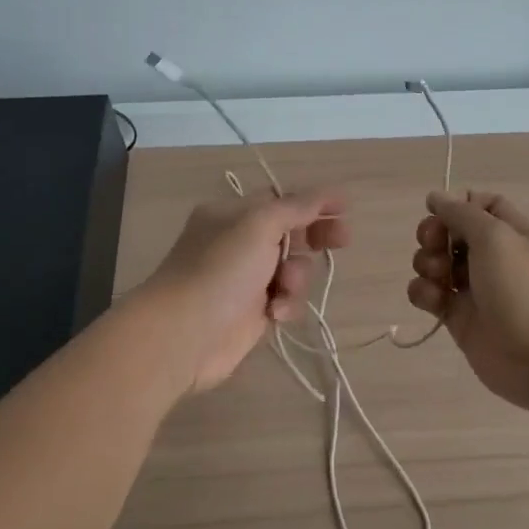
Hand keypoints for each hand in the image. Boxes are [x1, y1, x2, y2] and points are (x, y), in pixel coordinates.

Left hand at [140, 190, 348, 396]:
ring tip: (284, 287)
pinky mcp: (253, 312)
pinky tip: (275, 313)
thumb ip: (297, 207)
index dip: (313, 203)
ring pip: (293, 269)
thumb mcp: (259, 225)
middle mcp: (239, 243)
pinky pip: (286, 300)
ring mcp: (246, 279)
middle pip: (290, 233)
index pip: (281, 201)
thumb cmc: (220, 270)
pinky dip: (286, 304)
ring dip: (297, 277)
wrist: (184, 334)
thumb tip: (328, 194)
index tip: (344, 209)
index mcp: (233, 215)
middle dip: (315, 237)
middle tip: (342, 240)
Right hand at [407, 189, 528, 417]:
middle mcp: (491, 257)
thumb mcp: (495, 236)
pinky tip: (433, 300)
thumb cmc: (524, 289)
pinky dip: (423, 293)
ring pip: (435, 263)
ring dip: (426, 263)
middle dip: (433, 235)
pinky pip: (430, 296)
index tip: (442, 214)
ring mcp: (474, 288)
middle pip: (450, 233)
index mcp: (509, 231)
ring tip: (438, 277)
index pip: (479, 204)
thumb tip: (435, 196)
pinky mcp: (459, 318)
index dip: (457, 205)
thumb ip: (461, 213)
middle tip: (434, 246)